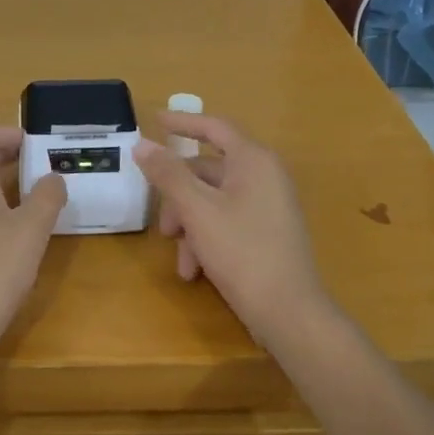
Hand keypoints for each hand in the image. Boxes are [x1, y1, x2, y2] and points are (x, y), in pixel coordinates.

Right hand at [132, 113, 333, 347]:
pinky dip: (207, 239)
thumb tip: (142, 144)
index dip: (183, 122)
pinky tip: (195, 271)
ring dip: (190, 226)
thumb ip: (168, 174)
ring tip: (182, 261)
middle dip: (179, 198)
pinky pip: (228, 221)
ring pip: (213, 201)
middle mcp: (265, 176)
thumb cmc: (242, 252)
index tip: (155, 120)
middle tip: (163, 226)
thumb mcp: (197, 210)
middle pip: (208, 171)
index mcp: (253, 161)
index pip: (214, 127)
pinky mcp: (268, 232)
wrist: (290, 314)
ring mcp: (269, 205)